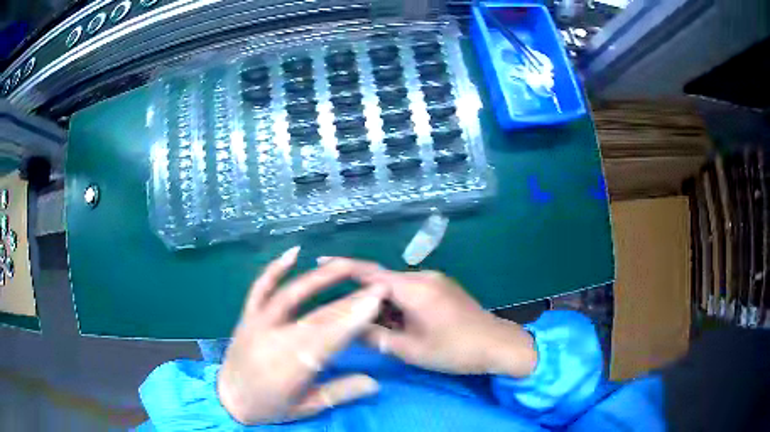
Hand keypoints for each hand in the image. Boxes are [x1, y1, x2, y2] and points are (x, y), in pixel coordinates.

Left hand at [218, 248, 385, 424]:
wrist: (228, 398)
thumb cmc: (269, 407)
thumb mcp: (306, 407)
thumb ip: (339, 393)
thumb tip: (376, 383)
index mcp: (289, 367)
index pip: (328, 339)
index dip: (353, 319)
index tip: (376, 300)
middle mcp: (273, 340)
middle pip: (317, 317)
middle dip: (350, 300)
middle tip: (376, 285)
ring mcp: (257, 323)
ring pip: (291, 297)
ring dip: (319, 279)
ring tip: (345, 266)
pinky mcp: (247, 316)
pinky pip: (260, 288)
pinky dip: (275, 269)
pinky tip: (294, 253)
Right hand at [320, 258, 537, 377]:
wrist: (497, 345)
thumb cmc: (454, 350)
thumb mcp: (410, 350)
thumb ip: (376, 337)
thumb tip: (348, 327)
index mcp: (414, 288)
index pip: (370, 273)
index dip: (343, 267)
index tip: (319, 262)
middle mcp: (423, 276)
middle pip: (383, 282)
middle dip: (365, 299)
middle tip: (351, 320)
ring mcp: (436, 280)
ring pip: (397, 288)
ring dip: (384, 305)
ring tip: (379, 329)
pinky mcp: (443, 287)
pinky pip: (412, 290)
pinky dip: (399, 305)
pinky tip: (401, 324)